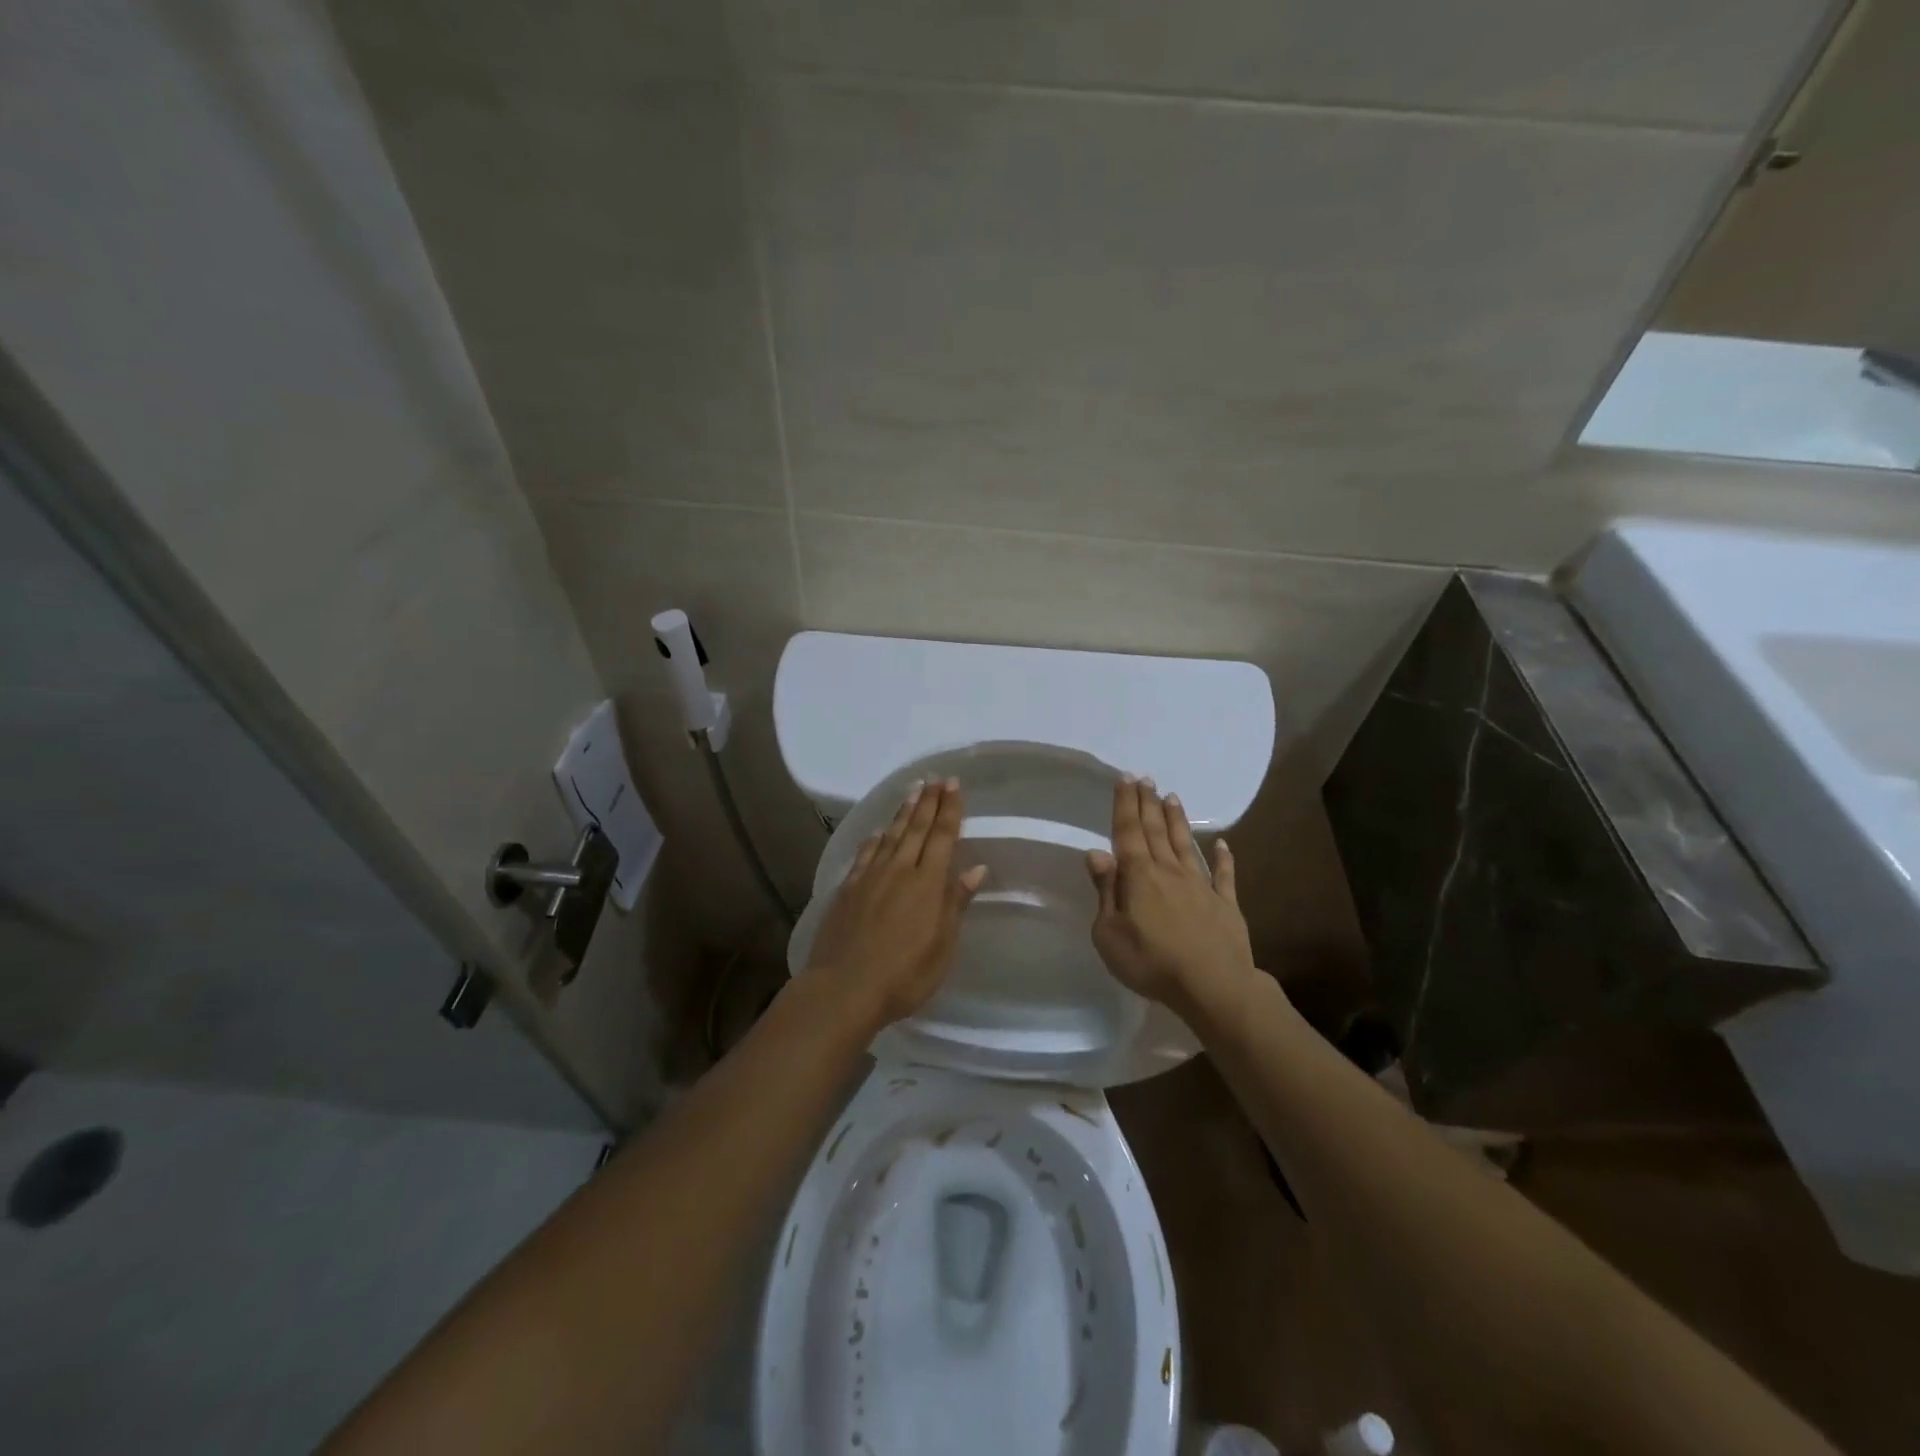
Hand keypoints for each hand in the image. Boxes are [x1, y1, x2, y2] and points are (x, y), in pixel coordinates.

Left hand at [804, 778, 987, 1032]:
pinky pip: (866, 854)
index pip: (942, 836)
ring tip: (912, 791)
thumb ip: (956, 903)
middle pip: (916, 828)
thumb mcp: (942, 945)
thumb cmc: (904, 974)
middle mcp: (899, 870)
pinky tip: (879, 832)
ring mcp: (870, 877)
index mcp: (927, 883)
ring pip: (891, 835)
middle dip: (928, 801)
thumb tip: (975, 868)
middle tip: (936, 779)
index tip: (954, 785)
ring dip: (903, 812)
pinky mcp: (848, 889)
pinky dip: (875, 839)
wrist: (844, 988)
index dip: (949, 809)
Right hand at [1086, 776, 1259, 1025]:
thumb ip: (1105, 891)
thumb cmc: (1151, 962)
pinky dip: (1224, 857)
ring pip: (1185, 845)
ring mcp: (1200, 885)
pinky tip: (1223, 843)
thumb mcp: (1109, 933)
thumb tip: (1096, 853)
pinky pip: (1224, 875)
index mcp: (1139, 876)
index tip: (1124, 778)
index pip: (1128, 832)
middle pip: (1156, 831)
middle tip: (1146, 779)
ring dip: (1177, 821)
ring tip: (1172, 797)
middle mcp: (1169, 871)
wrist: (1213, 986)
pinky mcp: (1225, 904)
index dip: (1125, 805)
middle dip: (1148, 803)